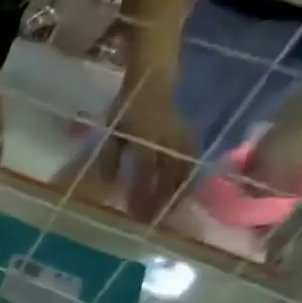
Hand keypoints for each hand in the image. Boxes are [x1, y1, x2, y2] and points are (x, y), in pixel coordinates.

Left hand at [64, 71, 197, 221]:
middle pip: (169, 174)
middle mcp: (167, 138)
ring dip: (178, 192)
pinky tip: (184, 195)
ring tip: (171, 213)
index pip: (145, 171)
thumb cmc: (127, 109)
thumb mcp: (111, 134)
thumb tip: (109, 187)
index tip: (136, 214)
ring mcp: (182, 136)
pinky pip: (192, 161)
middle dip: (162, 199)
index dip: (142, 193)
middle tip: (155, 221)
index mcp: (145, 137)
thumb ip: (109, 160)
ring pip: (184, 169)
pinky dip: (188, 179)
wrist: (153, 81)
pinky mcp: (190, 136)